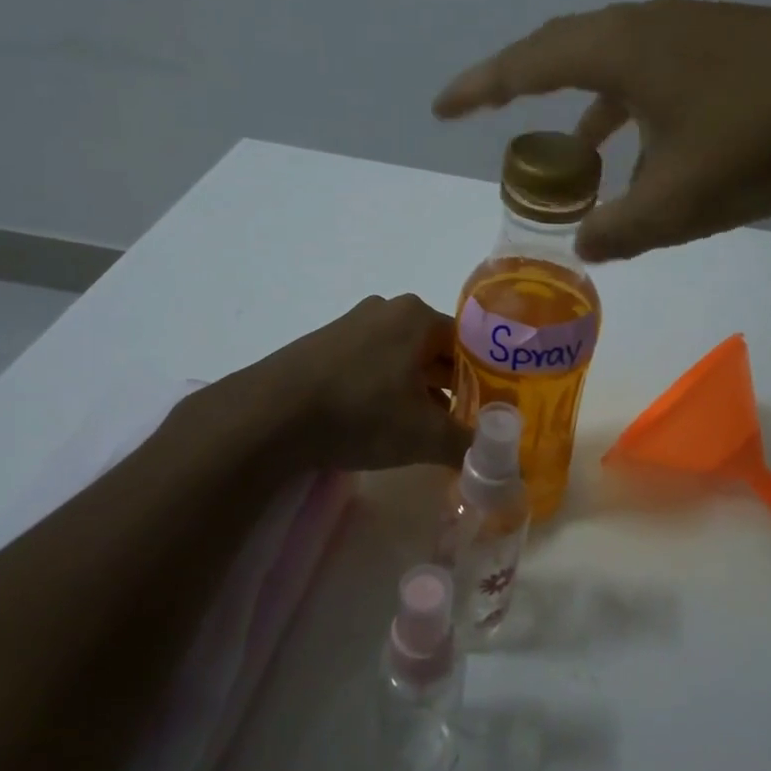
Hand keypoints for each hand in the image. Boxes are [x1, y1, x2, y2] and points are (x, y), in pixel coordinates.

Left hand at [267, 294, 471, 470]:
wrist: (270, 416)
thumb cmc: (360, 413)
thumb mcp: (424, 435)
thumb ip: (469, 445)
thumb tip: (500, 462)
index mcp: (418, 316)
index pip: (469, 345)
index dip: (483, 382)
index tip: (487, 414)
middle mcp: (387, 308)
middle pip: (435, 350)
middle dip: (450, 389)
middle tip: (458, 426)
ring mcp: (352, 323)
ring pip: (402, 358)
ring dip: (417, 391)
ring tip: (420, 430)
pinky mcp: (324, 343)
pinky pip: (371, 363)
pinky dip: (384, 388)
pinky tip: (378, 421)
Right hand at [434, 0, 770, 260]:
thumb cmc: (763, 141)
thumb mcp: (678, 202)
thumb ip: (620, 229)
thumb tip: (585, 245)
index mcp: (622, 50)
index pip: (528, 63)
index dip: (480, 88)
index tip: (442, 108)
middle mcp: (652, 26)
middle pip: (567, 51)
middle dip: (525, 87)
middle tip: (493, 117)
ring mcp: (698, 32)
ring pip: (620, 67)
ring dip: (589, 112)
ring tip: (577, 163)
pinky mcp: (735, 48)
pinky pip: (660, 77)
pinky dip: (638, 115)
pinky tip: (654, 155)